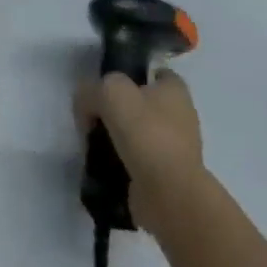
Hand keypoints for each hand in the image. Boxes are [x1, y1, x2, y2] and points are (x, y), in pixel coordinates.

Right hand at [75, 70, 207, 233]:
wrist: (167, 193)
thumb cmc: (145, 132)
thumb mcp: (109, 92)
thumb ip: (91, 90)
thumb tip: (86, 104)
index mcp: (175, 90)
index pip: (152, 73)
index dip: (128, 75)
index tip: (104, 87)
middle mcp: (180, 116)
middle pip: (139, 103)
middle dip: (115, 110)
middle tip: (92, 117)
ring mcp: (174, 148)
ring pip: (136, 133)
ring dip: (115, 138)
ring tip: (93, 144)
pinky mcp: (166, 176)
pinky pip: (136, 160)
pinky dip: (120, 162)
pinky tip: (103, 164)